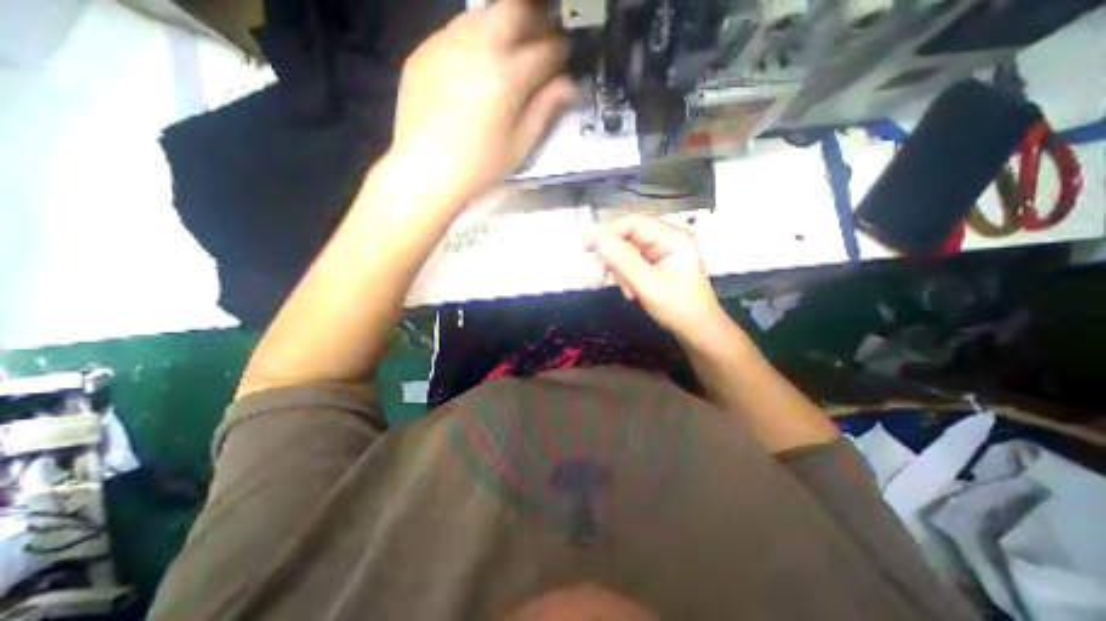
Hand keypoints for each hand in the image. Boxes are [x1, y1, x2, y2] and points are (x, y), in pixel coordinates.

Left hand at [387, 0, 575, 209]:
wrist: (425, 171)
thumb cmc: (479, 167)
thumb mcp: (520, 145)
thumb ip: (544, 110)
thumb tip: (568, 85)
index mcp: (507, 76)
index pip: (545, 49)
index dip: (561, 51)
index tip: (565, 58)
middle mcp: (478, 47)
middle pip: (514, 10)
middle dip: (535, 21)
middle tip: (541, 41)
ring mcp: (446, 43)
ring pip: (483, 13)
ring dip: (504, 24)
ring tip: (510, 50)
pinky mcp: (424, 50)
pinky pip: (456, 30)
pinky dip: (475, 37)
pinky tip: (477, 63)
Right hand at [581, 214, 731, 339]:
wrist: (698, 333)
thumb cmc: (678, 308)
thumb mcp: (648, 285)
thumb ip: (623, 260)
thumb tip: (597, 240)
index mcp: (672, 238)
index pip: (634, 223)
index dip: (607, 231)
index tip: (585, 246)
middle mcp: (666, 241)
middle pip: (627, 239)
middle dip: (609, 258)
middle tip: (593, 279)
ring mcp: (660, 255)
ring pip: (626, 253)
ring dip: (615, 271)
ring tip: (616, 291)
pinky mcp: (655, 268)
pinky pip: (632, 266)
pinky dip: (624, 278)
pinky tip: (629, 294)